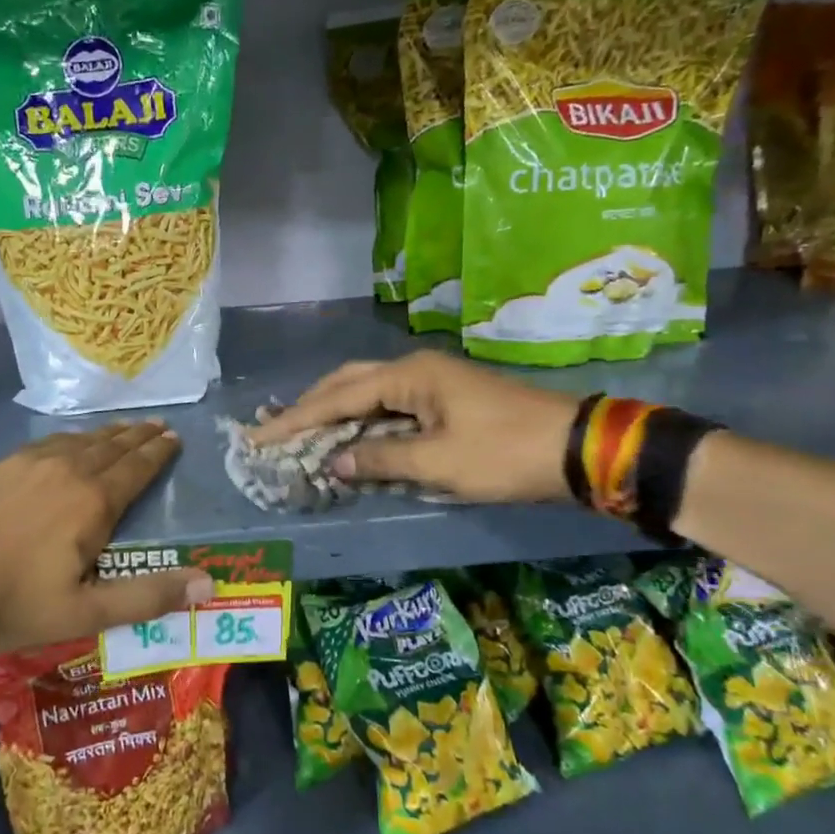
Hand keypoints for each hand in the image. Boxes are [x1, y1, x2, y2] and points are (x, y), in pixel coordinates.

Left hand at [0, 420, 212, 655]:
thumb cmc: (12, 602)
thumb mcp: (85, 612)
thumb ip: (148, 596)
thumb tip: (208, 584)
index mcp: (93, 501)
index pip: (136, 468)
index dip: (158, 452)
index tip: (174, 437)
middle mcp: (66, 470)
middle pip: (110, 446)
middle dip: (137, 436)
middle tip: (156, 425)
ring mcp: (27, 463)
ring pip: (77, 440)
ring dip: (105, 434)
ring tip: (121, 428)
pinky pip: (45, 443)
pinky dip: (68, 439)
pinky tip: (65, 442)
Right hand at [249, 351, 579, 502]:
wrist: (575, 448)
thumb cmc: (503, 454)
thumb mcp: (438, 463)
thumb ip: (379, 460)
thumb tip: (333, 463)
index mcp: (409, 376)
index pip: (338, 397)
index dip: (296, 420)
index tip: (259, 437)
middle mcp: (415, 370)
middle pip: (348, 383)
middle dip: (310, 408)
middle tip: (275, 431)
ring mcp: (432, 383)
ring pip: (369, 393)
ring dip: (335, 413)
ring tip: (302, 434)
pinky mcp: (445, 400)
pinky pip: (390, 406)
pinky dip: (364, 422)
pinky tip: (351, 439)